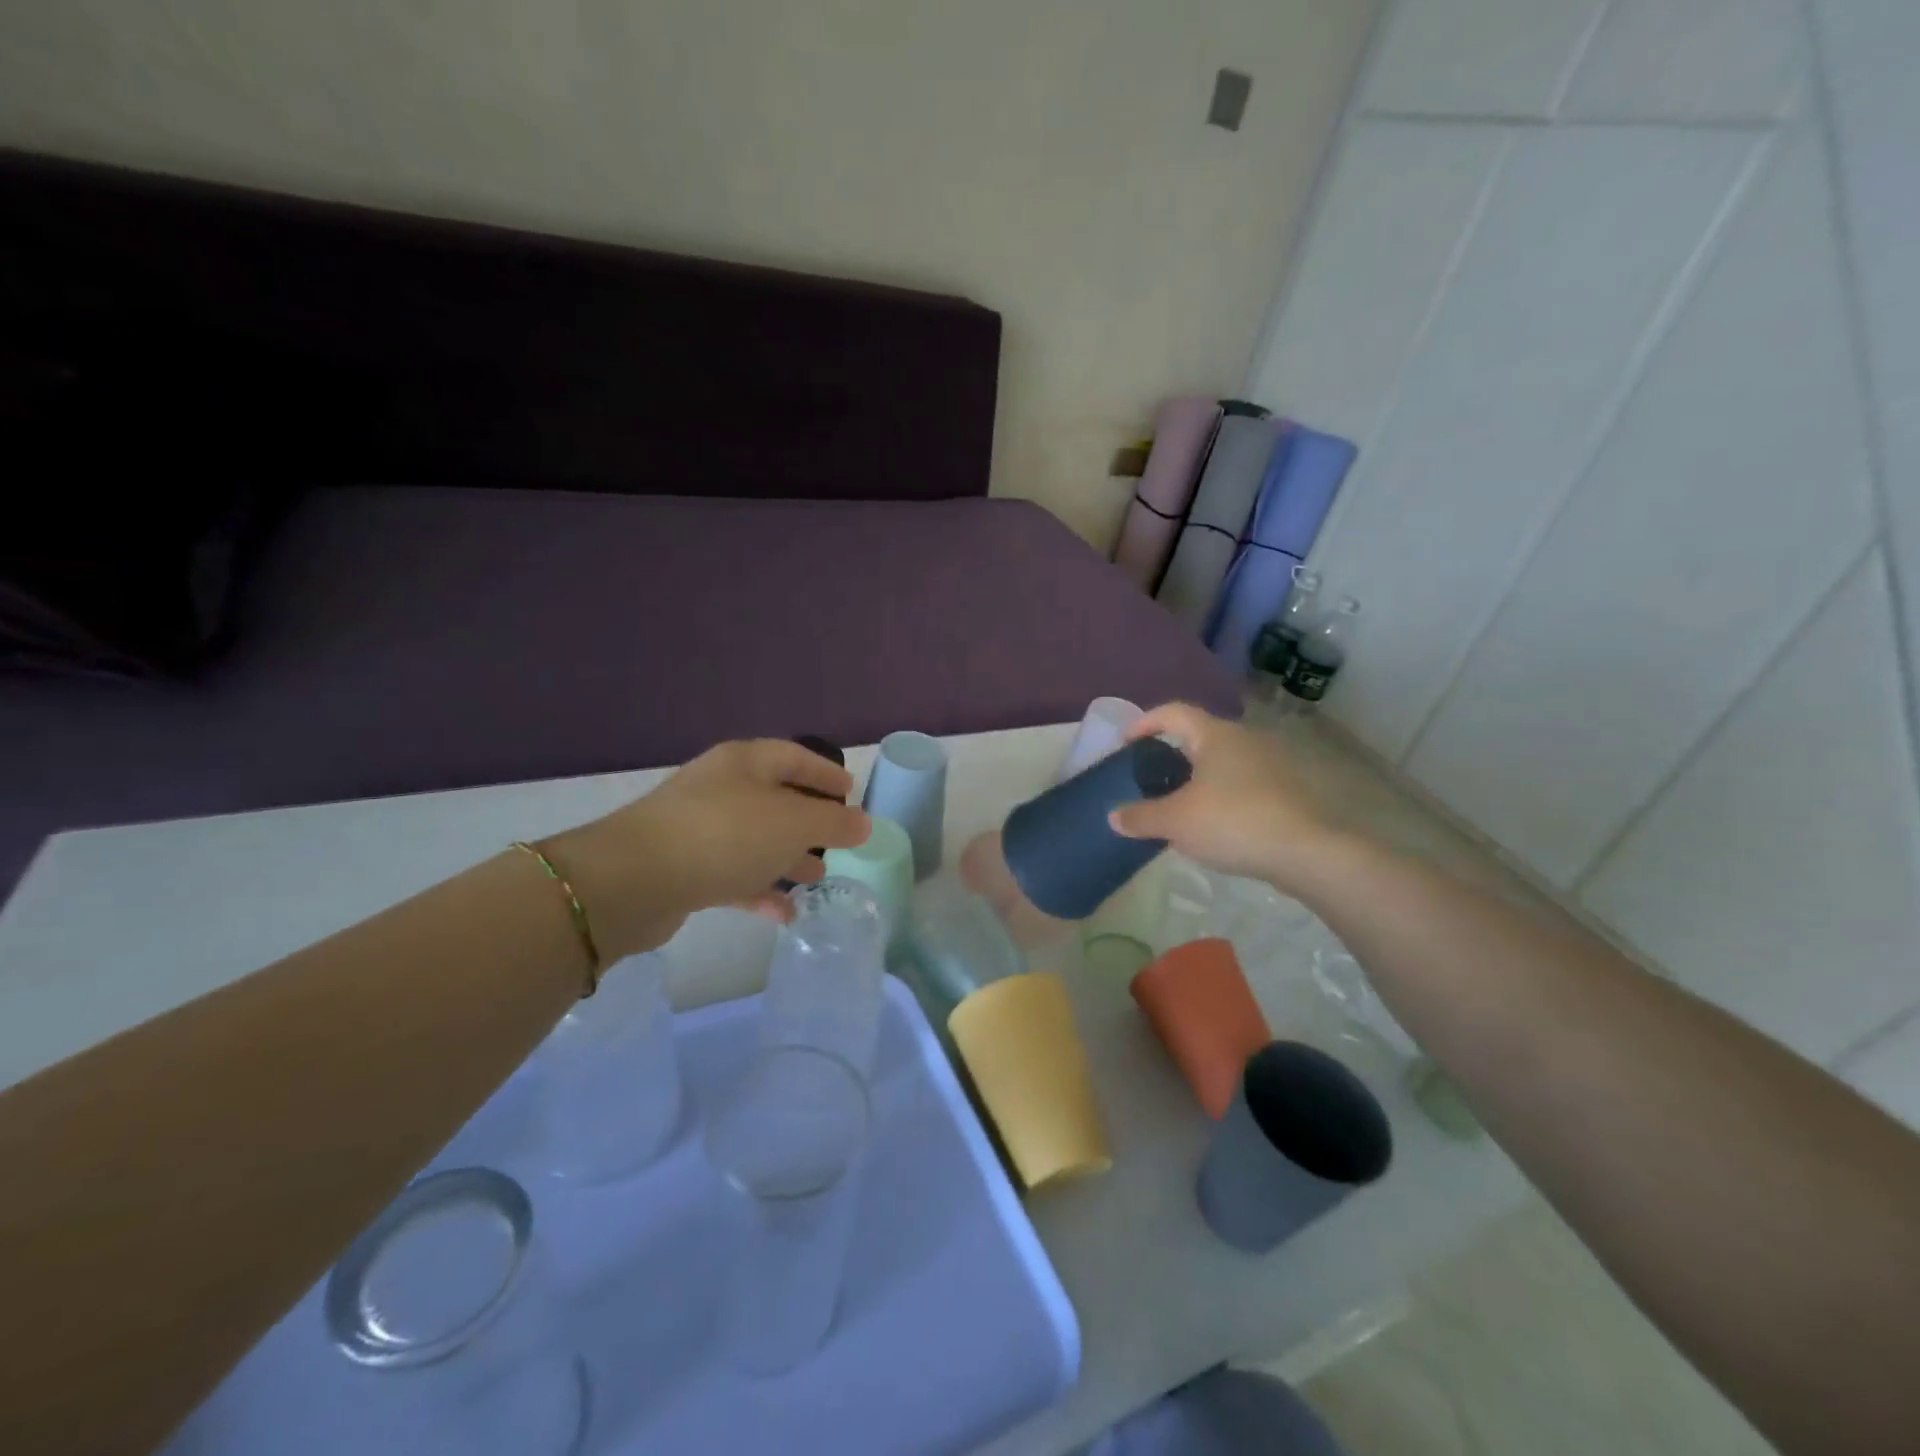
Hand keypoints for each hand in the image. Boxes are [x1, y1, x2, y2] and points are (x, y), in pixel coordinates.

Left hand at [545, 740, 870, 957]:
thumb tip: (863, 823)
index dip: (825, 773)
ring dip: (787, 857)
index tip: (851, 790)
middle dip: (808, 821)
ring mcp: (698, 828)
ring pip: (755, 840)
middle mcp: (721, 788)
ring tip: (818, 878)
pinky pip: (733, 874)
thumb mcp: (793, 823)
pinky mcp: (684, 868)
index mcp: (745, 763)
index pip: (795, 757)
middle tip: (838, 840)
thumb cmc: (725, 835)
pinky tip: (784, 914)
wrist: (633, 881)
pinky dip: (760, 889)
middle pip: (775, 799)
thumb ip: (834, 822)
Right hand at [1107, 703, 1339, 893]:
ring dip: (1197, 778)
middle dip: (1171, 754)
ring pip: (1222, 763)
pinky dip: (1220, 796)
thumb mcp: (1176, 822)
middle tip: (1148, 778)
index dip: (1145, 722)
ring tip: (1177, 805)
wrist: (1307, 853)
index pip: (1173, 712)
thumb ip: (1140, 816)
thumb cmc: (1233, 821)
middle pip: (1199, 737)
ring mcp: (1270, 765)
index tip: (1125, 742)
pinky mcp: (1285, 792)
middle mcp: (1244, 740)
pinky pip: (1241, 784)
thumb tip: (1113, 816)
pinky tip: (1212, 824)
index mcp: (1215, 735)